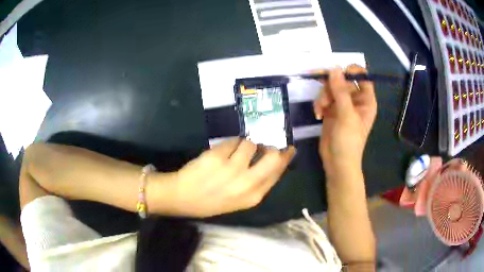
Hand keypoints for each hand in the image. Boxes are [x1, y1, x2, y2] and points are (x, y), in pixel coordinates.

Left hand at [158, 139, 294, 216]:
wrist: (182, 197)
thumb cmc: (211, 201)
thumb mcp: (239, 200)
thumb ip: (257, 182)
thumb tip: (272, 159)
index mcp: (253, 196)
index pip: (278, 172)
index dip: (285, 158)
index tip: (288, 148)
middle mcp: (246, 183)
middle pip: (272, 156)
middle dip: (274, 146)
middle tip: (269, 140)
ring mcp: (231, 169)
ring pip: (250, 143)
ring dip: (246, 143)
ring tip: (238, 148)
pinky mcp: (217, 156)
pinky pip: (232, 141)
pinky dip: (230, 143)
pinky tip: (224, 150)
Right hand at [313, 65, 376, 177]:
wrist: (337, 163)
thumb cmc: (349, 141)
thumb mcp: (346, 115)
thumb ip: (340, 91)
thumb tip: (334, 68)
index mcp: (366, 99)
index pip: (361, 76)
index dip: (350, 72)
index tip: (337, 75)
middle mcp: (355, 99)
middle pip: (342, 80)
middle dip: (331, 86)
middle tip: (324, 93)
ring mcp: (343, 105)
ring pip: (331, 88)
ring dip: (323, 96)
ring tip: (320, 109)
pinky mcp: (331, 110)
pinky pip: (324, 98)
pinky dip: (319, 104)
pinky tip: (317, 114)